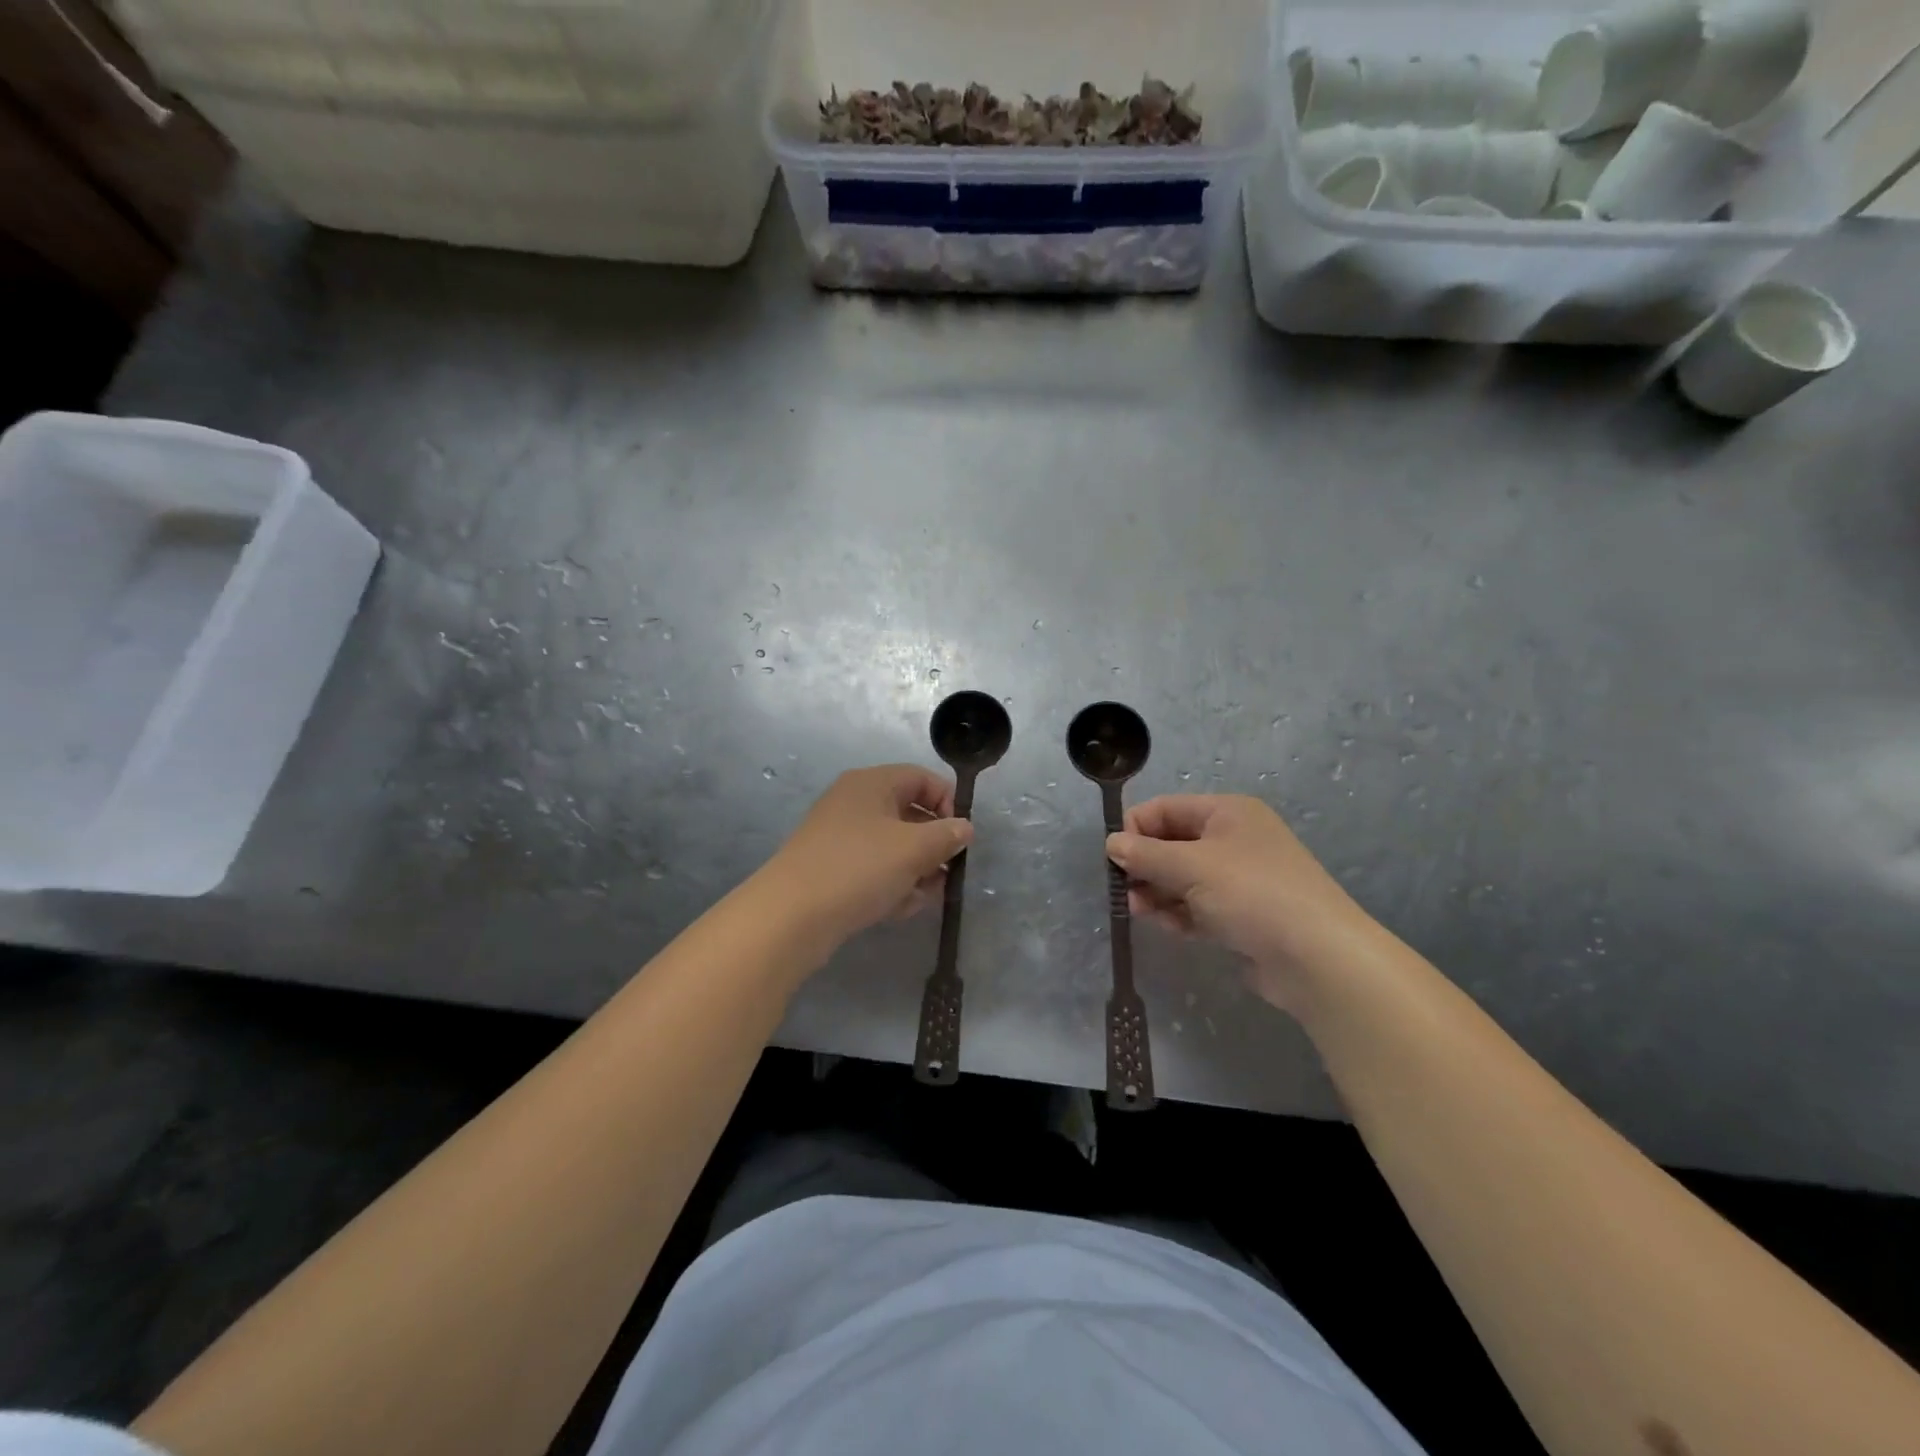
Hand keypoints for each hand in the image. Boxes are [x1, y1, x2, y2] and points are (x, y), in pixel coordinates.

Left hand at [762, 765, 972, 956]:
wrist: (791, 916)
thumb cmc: (859, 868)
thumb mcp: (914, 849)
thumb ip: (946, 835)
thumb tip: (964, 828)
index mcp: (872, 783)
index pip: (922, 779)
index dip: (948, 803)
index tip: (961, 837)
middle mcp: (854, 802)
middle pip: (909, 814)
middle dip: (933, 845)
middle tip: (948, 873)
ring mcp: (840, 837)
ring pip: (893, 846)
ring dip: (916, 870)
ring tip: (923, 897)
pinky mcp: (832, 868)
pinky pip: (873, 869)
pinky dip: (891, 884)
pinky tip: (899, 909)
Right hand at [1106, 795, 1378, 1010]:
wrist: (1316, 958)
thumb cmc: (1251, 894)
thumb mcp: (1191, 867)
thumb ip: (1146, 855)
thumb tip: (1112, 844)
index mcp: (1227, 813)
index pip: (1166, 809)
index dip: (1135, 829)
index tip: (1112, 858)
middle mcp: (1233, 839)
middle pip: (1172, 843)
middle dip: (1144, 865)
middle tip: (1122, 890)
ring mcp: (1239, 879)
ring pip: (1182, 878)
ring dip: (1156, 892)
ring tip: (1138, 911)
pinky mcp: (1241, 915)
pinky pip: (1197, 905)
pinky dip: (1178, 913)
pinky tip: (1166, 926)